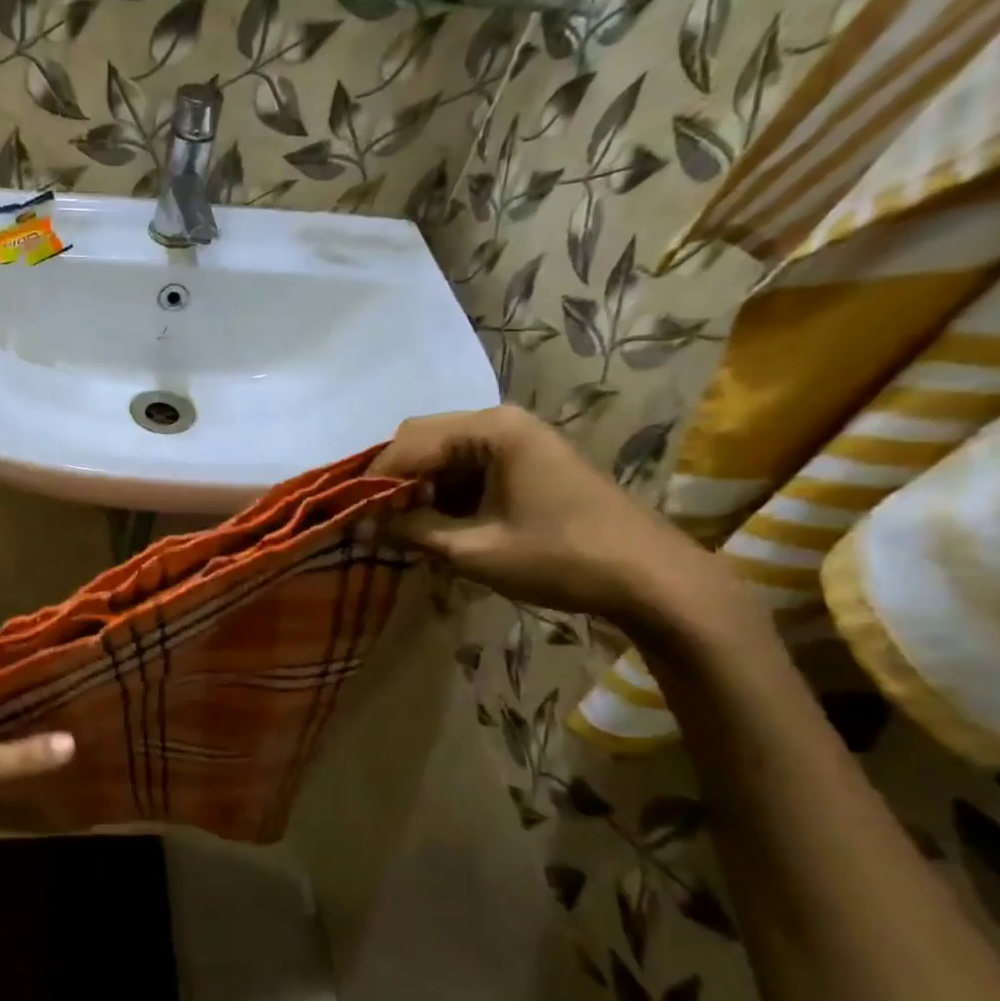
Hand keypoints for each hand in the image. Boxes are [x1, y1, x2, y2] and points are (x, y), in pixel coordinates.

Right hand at [370, 406, 735, 627]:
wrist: (651, 579)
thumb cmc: (560, 558)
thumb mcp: (475, 549)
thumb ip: (412, 531)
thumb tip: (359, 528)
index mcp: (490, 429)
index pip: (408, 444)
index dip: (374, 481)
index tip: (348, 516)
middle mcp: (500, 421)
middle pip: (422, 439)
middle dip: (395, 480)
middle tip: (375, 521)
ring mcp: (517, 439)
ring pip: (443, 453)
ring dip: (418, 487)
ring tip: (403, 528)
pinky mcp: (526, 461)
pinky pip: (467, 466)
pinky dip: (445, 492)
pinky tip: (438, 524)